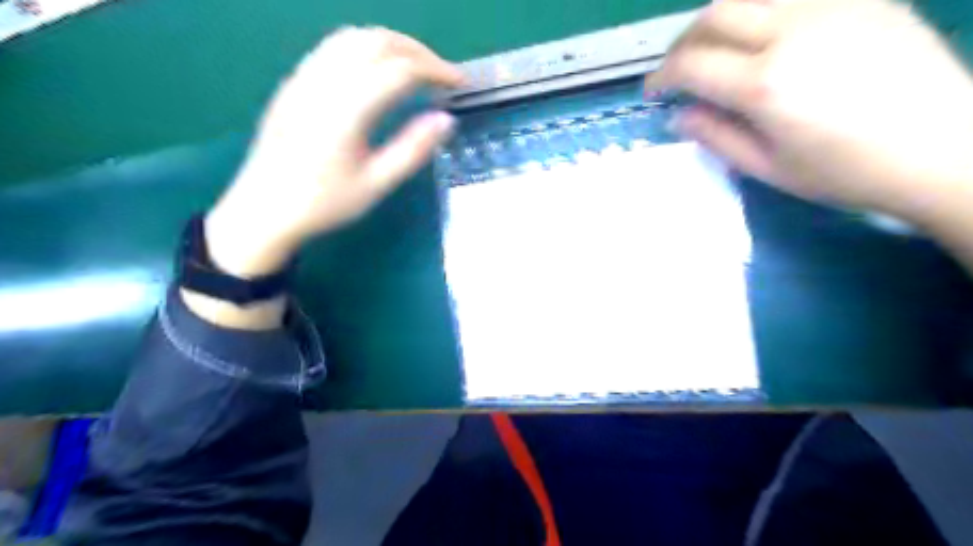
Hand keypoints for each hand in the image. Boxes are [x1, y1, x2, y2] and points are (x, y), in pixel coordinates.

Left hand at [202, 25, 461, 277]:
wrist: (264, 208)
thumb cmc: (323, 203)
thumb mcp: (375, 185)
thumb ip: (412, 150)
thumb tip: (446, 119)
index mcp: (347, 110)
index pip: (401, 70)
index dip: (436, 70)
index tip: (460, 84)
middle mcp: (325, 82)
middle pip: (379, 41)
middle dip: (419, 51)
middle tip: (443, 75)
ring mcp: (305, 77)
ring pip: (354, 36)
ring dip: (393, 43)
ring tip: (416, 67)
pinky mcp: (295, 81)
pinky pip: (334, 46)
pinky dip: (367, 47)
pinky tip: (378, 70)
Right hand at [645, 1, 972, 221]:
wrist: (945, 147)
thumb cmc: (846, 171)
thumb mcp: (768, 168)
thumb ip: (716, 137)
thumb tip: (679, 115)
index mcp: (766, 84)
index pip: (692, 64)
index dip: (661, 76)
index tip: (652, 92)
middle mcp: (793, 32)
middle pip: (714, 15)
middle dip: (683, 42)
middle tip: (677, 69)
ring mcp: (831, 7)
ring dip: (717, 22)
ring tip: (713, 52)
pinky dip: (759, 13)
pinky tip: (761, 40)